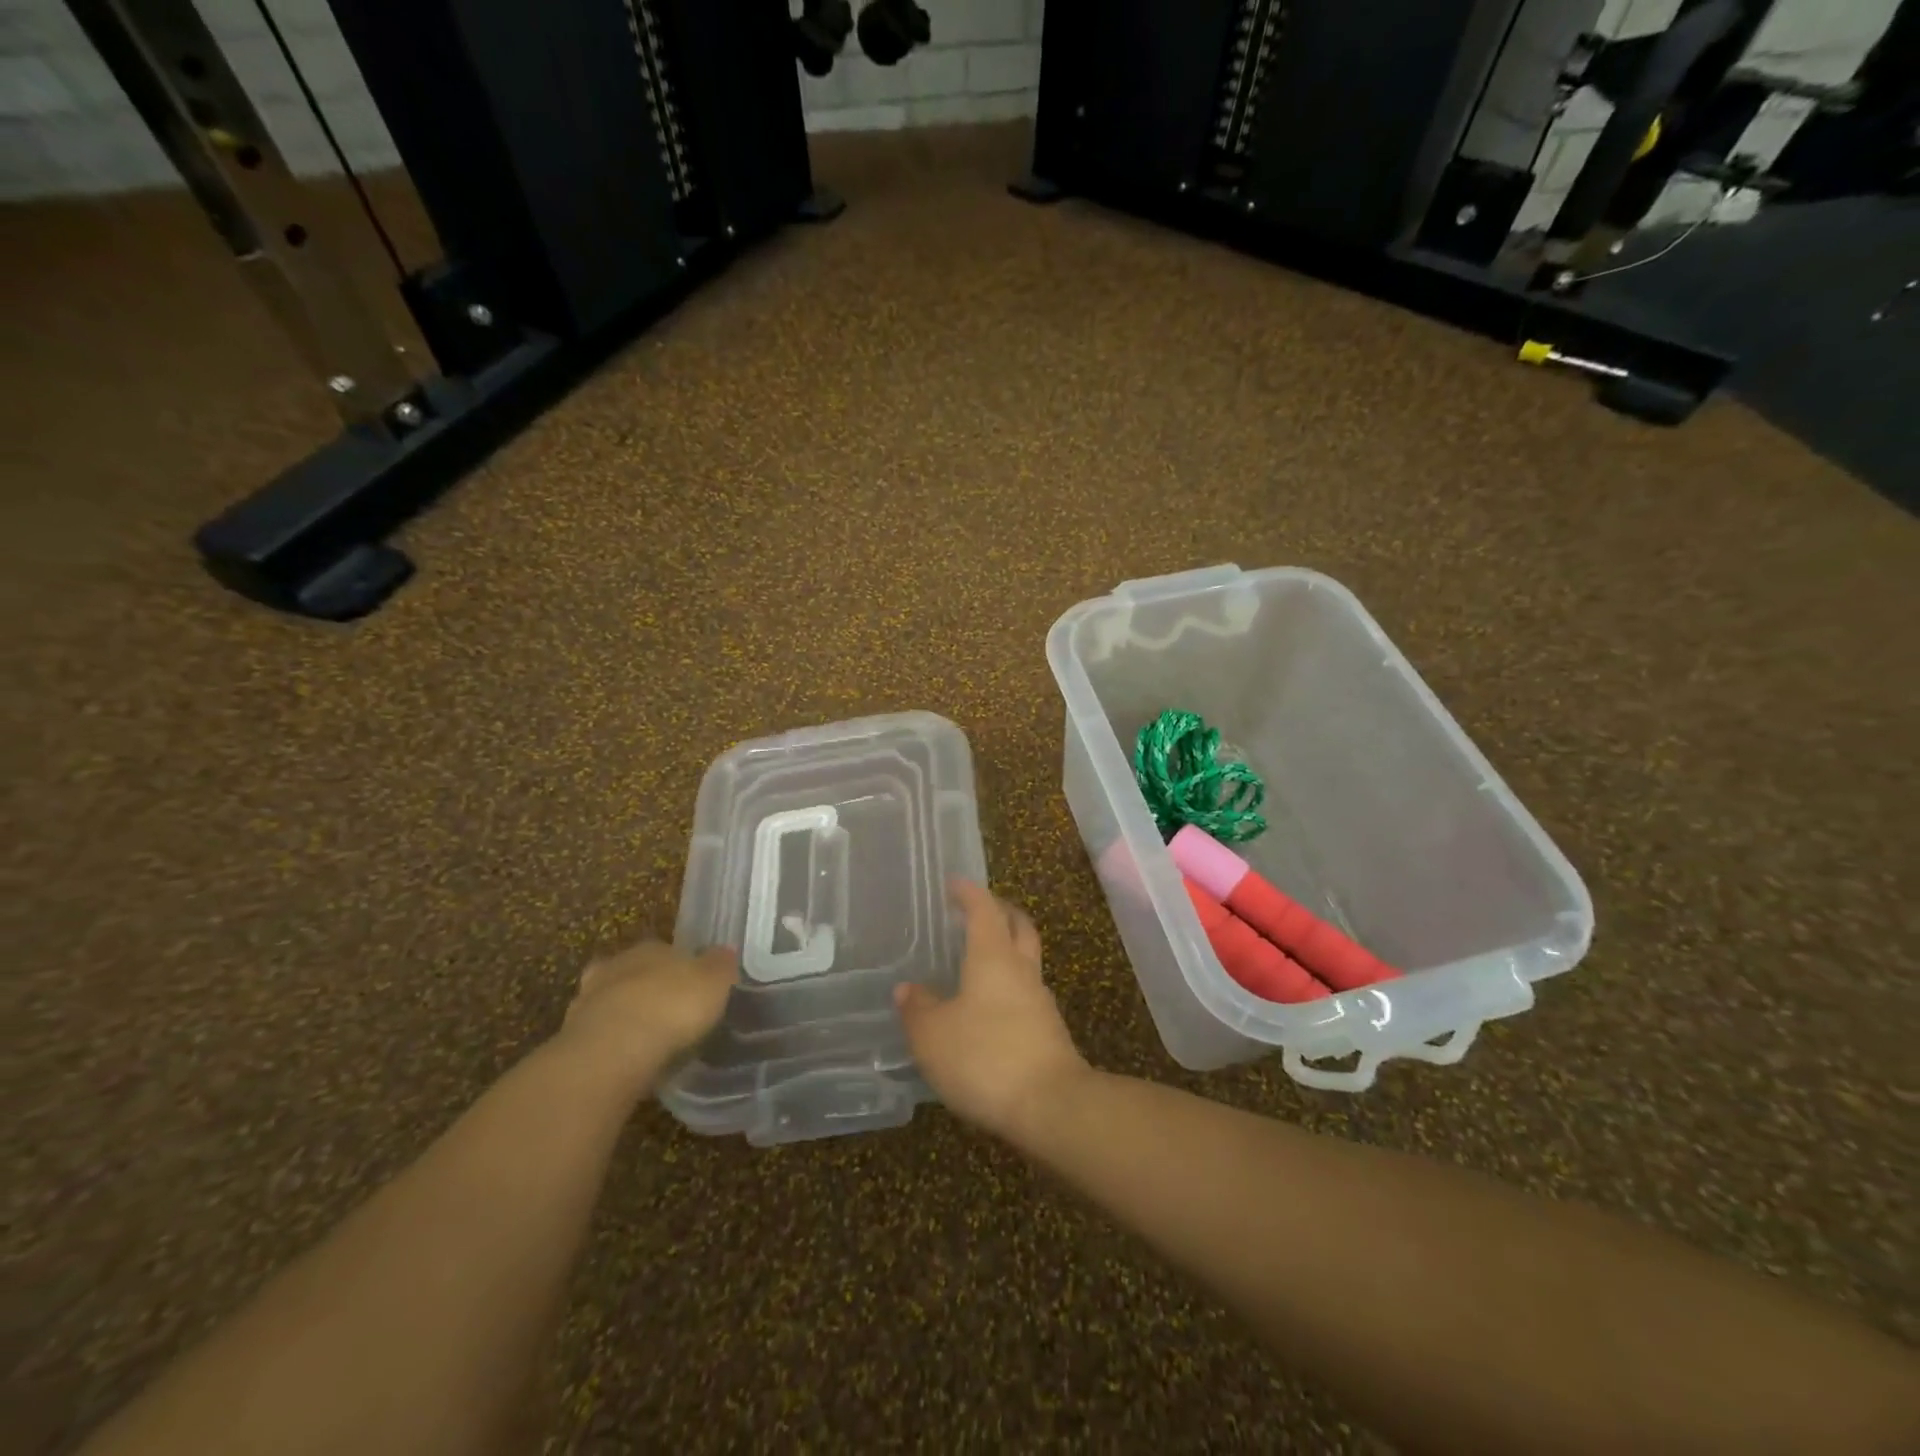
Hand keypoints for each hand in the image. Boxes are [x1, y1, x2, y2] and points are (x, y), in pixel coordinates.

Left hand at [554, 941, 736, 1095]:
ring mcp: (587, 1002)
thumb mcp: (714, 981)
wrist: (612, 1051)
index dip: (679, 967)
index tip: (692, 987)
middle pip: (634, 974)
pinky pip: (601, 1037)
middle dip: (647, 990)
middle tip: (669, 1012)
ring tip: (649, 1040)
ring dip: (626, 1017)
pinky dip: (613, 1045)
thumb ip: (720, 965)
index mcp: (650, 947)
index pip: (665, 950)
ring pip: (612, 1003)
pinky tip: (630, 1060)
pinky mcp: (572, 1039)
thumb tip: (725, 951)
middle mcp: (615, 966)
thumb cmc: (672, 1006)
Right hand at [895, 880, 1089, 1138]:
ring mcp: (1040, 1000)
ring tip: (979, 959)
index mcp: (993, 956)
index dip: (969, 893)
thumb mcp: (933, 1036)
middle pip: (1018, 926)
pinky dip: (1008, 986)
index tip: (955, 883)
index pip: (983, 909)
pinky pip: (1026, 993)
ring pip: (1025, 959)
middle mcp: (1021, 969)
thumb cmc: (985, 1057)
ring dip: (1007, 949)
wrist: (1051, 1105)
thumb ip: (918, 1009)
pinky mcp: (1048, 1030)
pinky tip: (989, 1007)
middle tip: (978, 909)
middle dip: (1000, 911)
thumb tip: (907, 989)